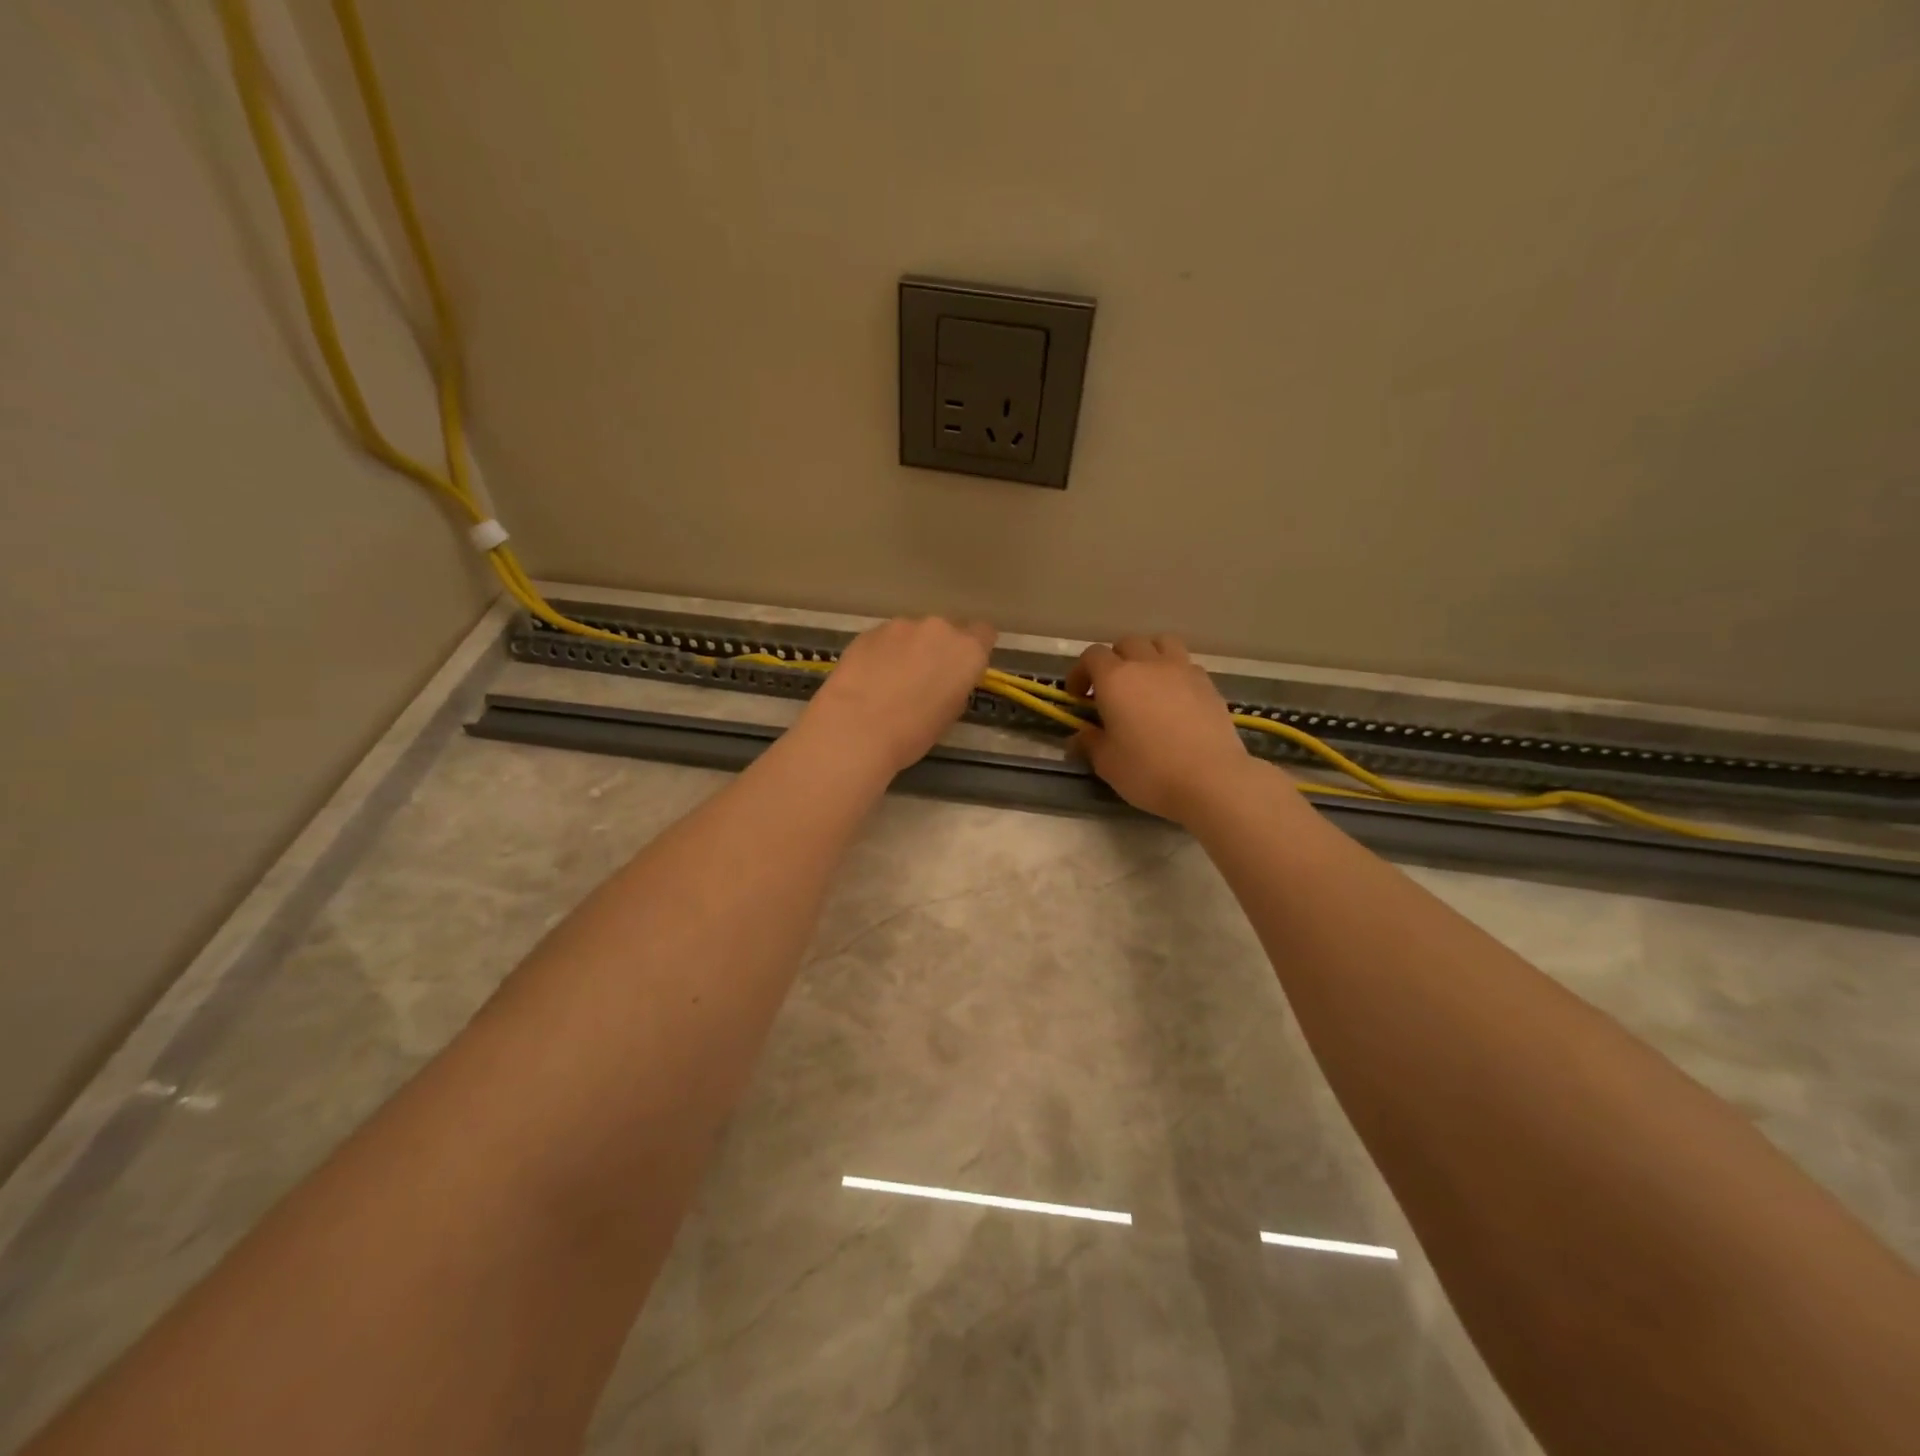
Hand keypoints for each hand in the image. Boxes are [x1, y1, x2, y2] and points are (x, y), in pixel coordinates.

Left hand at [802, 616, 996, 774]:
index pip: (984, 634)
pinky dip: (882, 653)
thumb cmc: (913, 732)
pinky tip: (870, 678)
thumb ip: (955, 685)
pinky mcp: (869, 631)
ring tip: (891, 680)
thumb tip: (946, 679)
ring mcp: (901, 626)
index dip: (974, 650)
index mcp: (967, 650)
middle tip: (924, 678)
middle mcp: (938, 629)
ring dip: (908, 649)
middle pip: (946, 631)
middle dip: (938, 649)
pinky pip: (885, 639)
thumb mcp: (950, 714)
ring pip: (913, 633)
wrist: (857, 728)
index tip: (962, 669)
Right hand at [1068, 634, 1268, 822]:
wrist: (1211, 779)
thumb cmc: (1148, 771)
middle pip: (1126, 644)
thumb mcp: (1107, 763)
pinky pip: (1185, 664)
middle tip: (1110, 691)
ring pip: (1161, 643)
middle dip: (1113, 661)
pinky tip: (1174, 699)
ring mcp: (1182, 670)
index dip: (1080, 672)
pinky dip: (1174, 672)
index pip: (1092, 656)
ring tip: (1145, 682)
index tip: (1078, 698)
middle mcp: (1148, 664)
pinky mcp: (1208, 684)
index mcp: (1116, 679)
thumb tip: (1078, 736)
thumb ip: (1089, 743)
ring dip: (1148, 655)